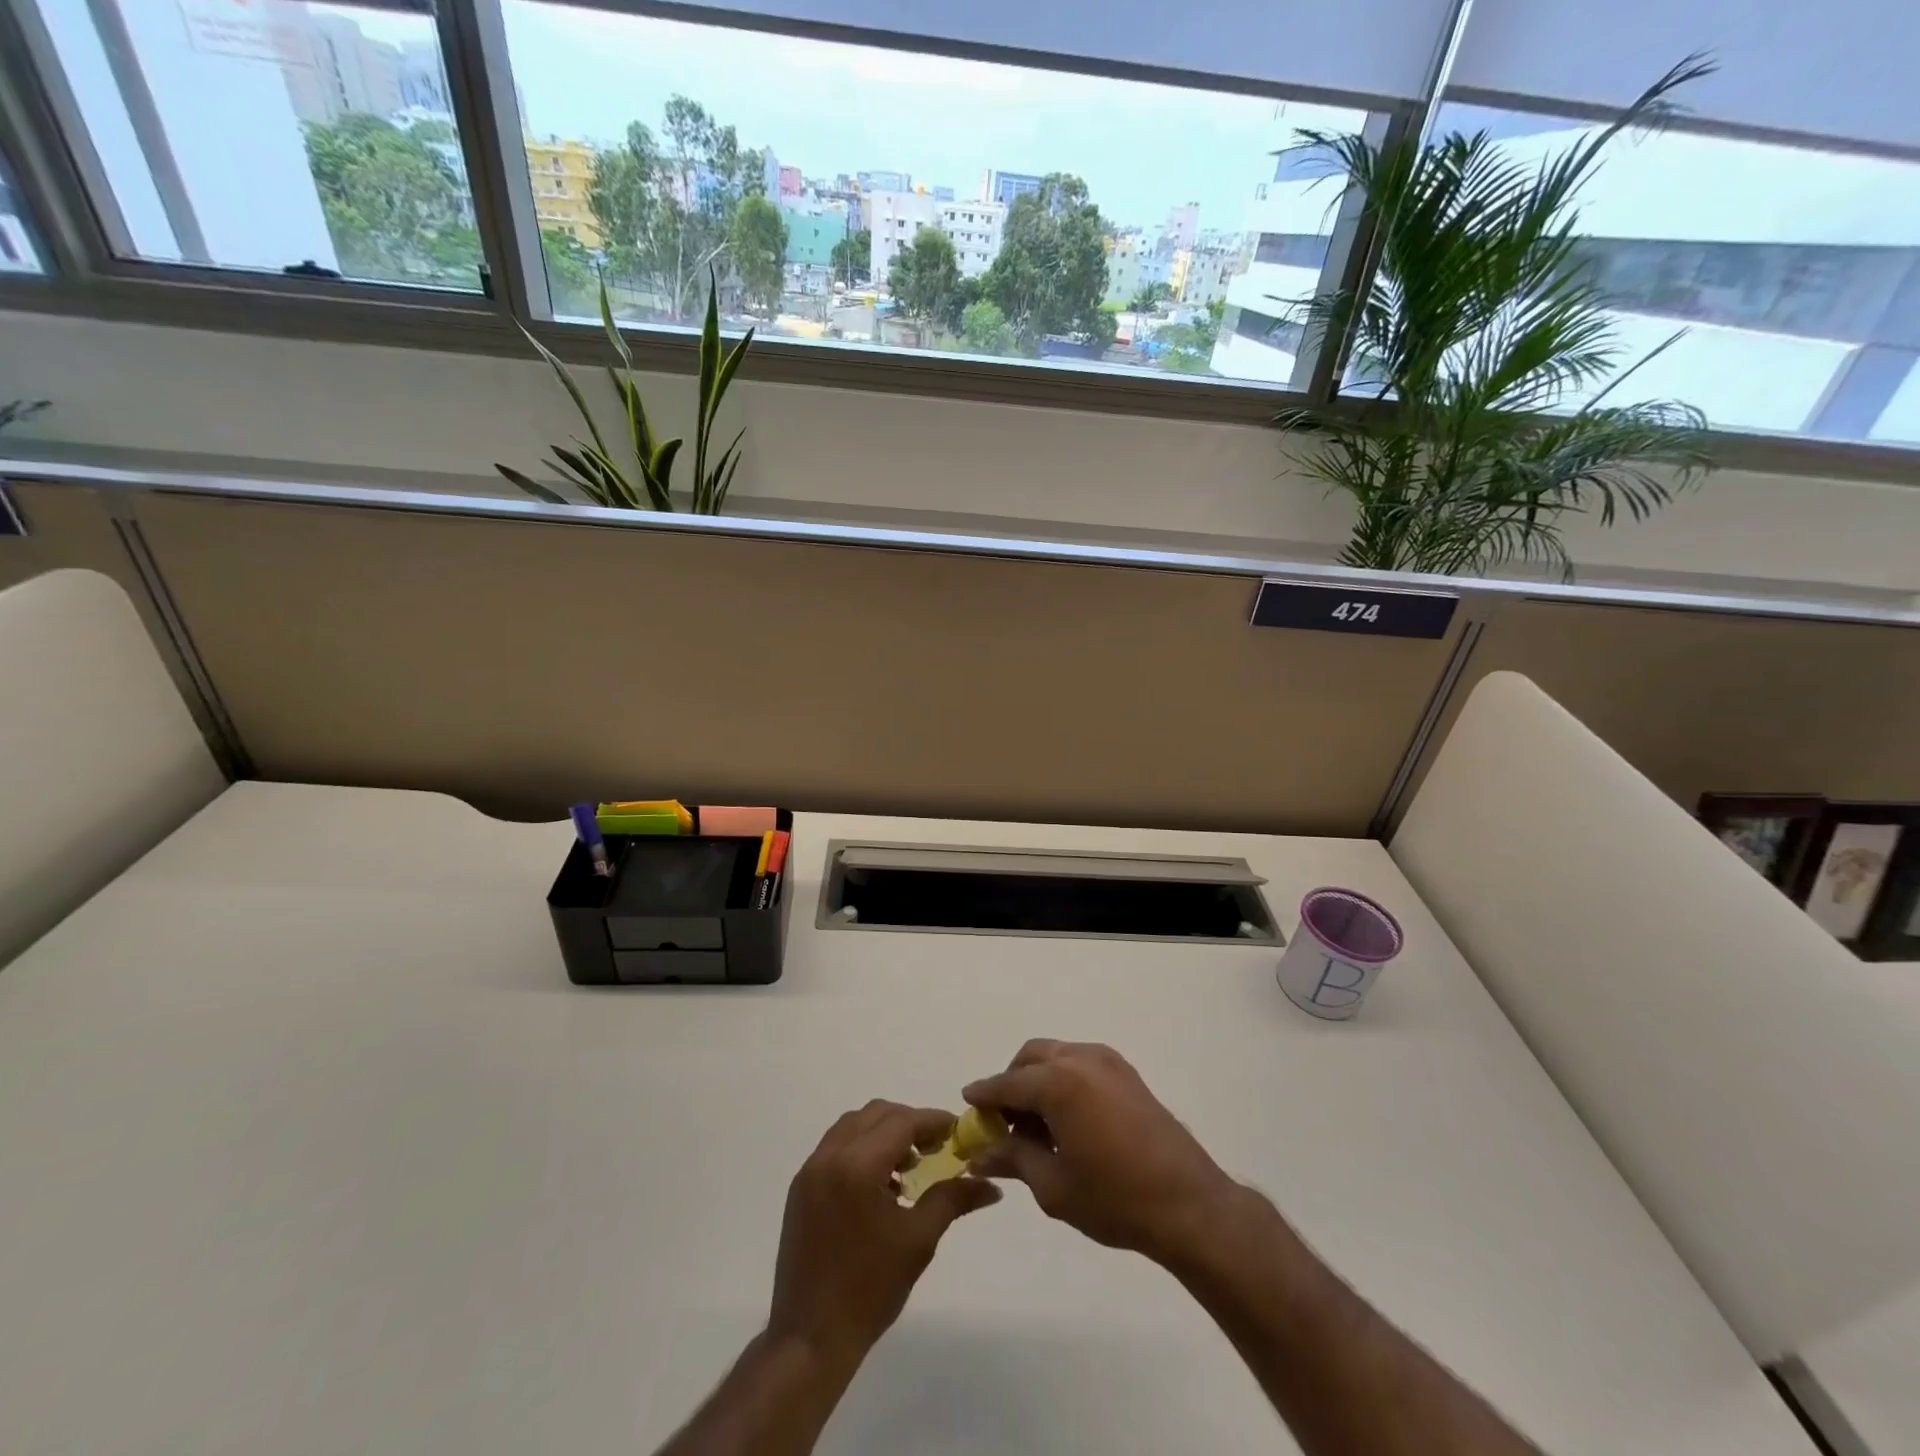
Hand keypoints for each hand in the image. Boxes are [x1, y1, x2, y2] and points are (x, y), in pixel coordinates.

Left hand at [768, 1100, 1000, 1361]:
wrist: (810, 1338)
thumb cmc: (869, 1289)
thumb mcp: (918, 1241)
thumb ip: (953, 1199)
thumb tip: (992, 1186)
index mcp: (857, 1166)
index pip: (902, 1122)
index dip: (933, 1121)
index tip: (958, 1130)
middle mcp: (829, 1156)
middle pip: (877, 1114)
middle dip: (909, 1123)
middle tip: (936, 1148)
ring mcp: (810, 1170)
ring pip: (854, 1125)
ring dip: (884, 1133)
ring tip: (908, 1167)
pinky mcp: (800, 1186)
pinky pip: (836, 1146)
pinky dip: (862, 1148)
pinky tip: (881, 1183)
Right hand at [963, 1041, 1239, 1265]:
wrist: (1188, 1205)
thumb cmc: (1114, 1199)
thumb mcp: (1053, 1186)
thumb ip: (1013, 1159)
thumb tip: (979, 1155)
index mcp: (1058, 1082)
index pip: (1007, 1083)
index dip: (984, 1096)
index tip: (967, 1104)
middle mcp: (1081, 1059)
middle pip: (1030, 1058)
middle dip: (1011, 1083)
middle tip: (1003, 1122)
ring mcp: (1108, 1062)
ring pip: (1056, 1056)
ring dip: (1038, 1080)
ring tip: (1036, 1126)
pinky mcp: (1127, 1073)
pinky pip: (1080, 1064)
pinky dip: (1063, 1080)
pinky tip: (1066, 1120)